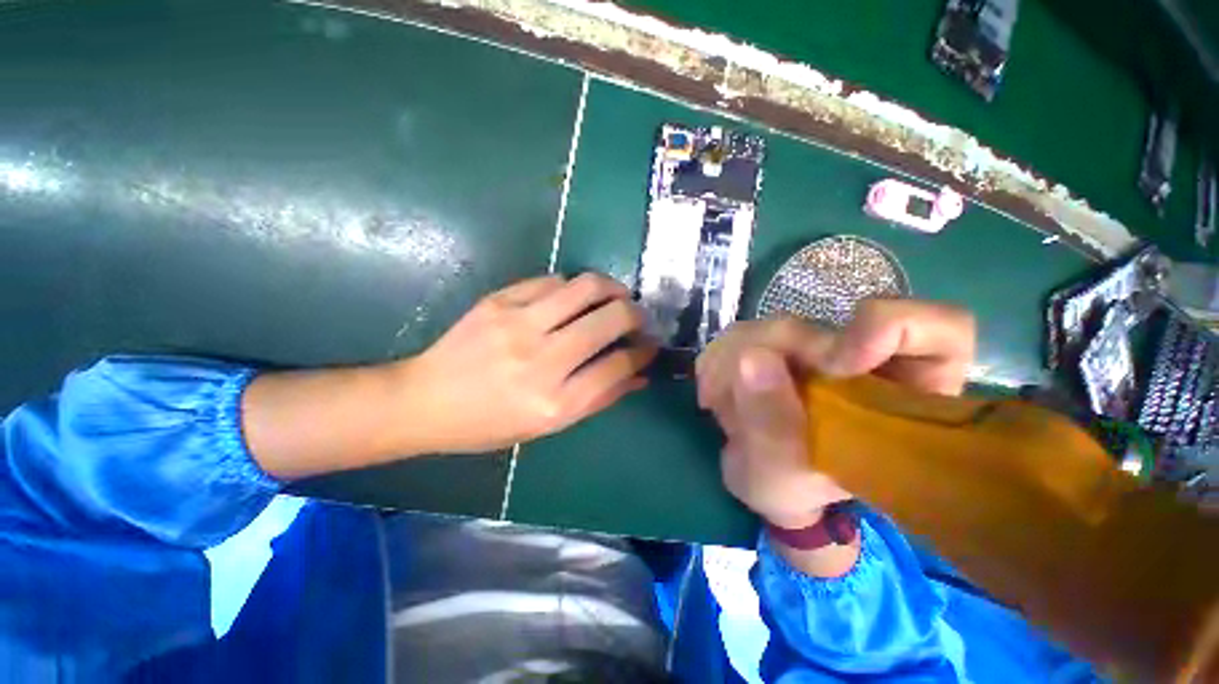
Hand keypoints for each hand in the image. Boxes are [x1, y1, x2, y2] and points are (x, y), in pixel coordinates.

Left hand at [394, 274, 656, 453]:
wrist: (426, 400)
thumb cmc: (490, 423)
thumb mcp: (548, 425)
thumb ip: (598, 397)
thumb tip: (638, 375)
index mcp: (554, 402)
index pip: (618, 365)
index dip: (643, 352)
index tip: (650, 346)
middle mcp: (541, 360)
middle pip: (610, 319)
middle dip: (636, 314)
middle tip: (638, 317)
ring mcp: (518, 324)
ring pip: (586, 287)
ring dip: (612, 288)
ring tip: (616, 296)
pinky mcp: (499, 301)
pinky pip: (552, 281)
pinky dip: (573, 287)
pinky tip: (574, 298)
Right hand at [696, 300, 974, 529]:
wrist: (765, 476)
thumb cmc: (792, 489)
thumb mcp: (783, 477)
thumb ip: (772, 427)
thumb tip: (751, 360)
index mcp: (900, 394)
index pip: (939, 331)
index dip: (896, 327)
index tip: (839, 362)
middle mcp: (861, 360)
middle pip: (823, 326)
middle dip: (769, 361)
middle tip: (730, 397)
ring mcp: (815, 347)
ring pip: (772, 324)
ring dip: (731, 362)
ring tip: (718, 405)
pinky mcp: (776, 344)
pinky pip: (739, 333)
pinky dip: (715, 361)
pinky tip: (711, 393)